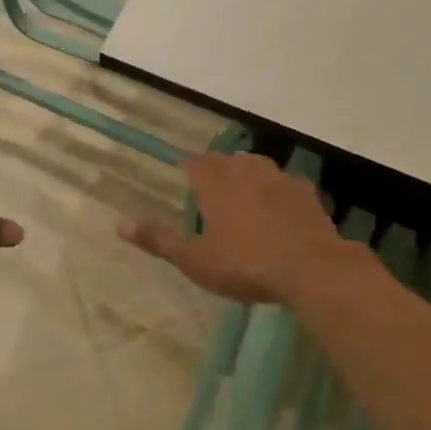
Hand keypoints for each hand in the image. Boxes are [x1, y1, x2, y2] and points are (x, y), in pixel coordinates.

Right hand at [119, 152, 358, 304]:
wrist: (311, 269)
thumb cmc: (245, 264)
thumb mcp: (195, 260)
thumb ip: (159, 240)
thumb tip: (119, 225)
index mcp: (215, 183)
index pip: (195, 163)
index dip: (188, 167)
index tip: (184, 175)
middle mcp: (245, 171)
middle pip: (226, 160)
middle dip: (216, 168)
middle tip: (211, 186)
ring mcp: (279, 179)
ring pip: (257, 165)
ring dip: (247, 172)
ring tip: (244, 189)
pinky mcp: (306, 193)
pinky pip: (286, 182)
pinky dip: (278, 189)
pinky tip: (281, 204)